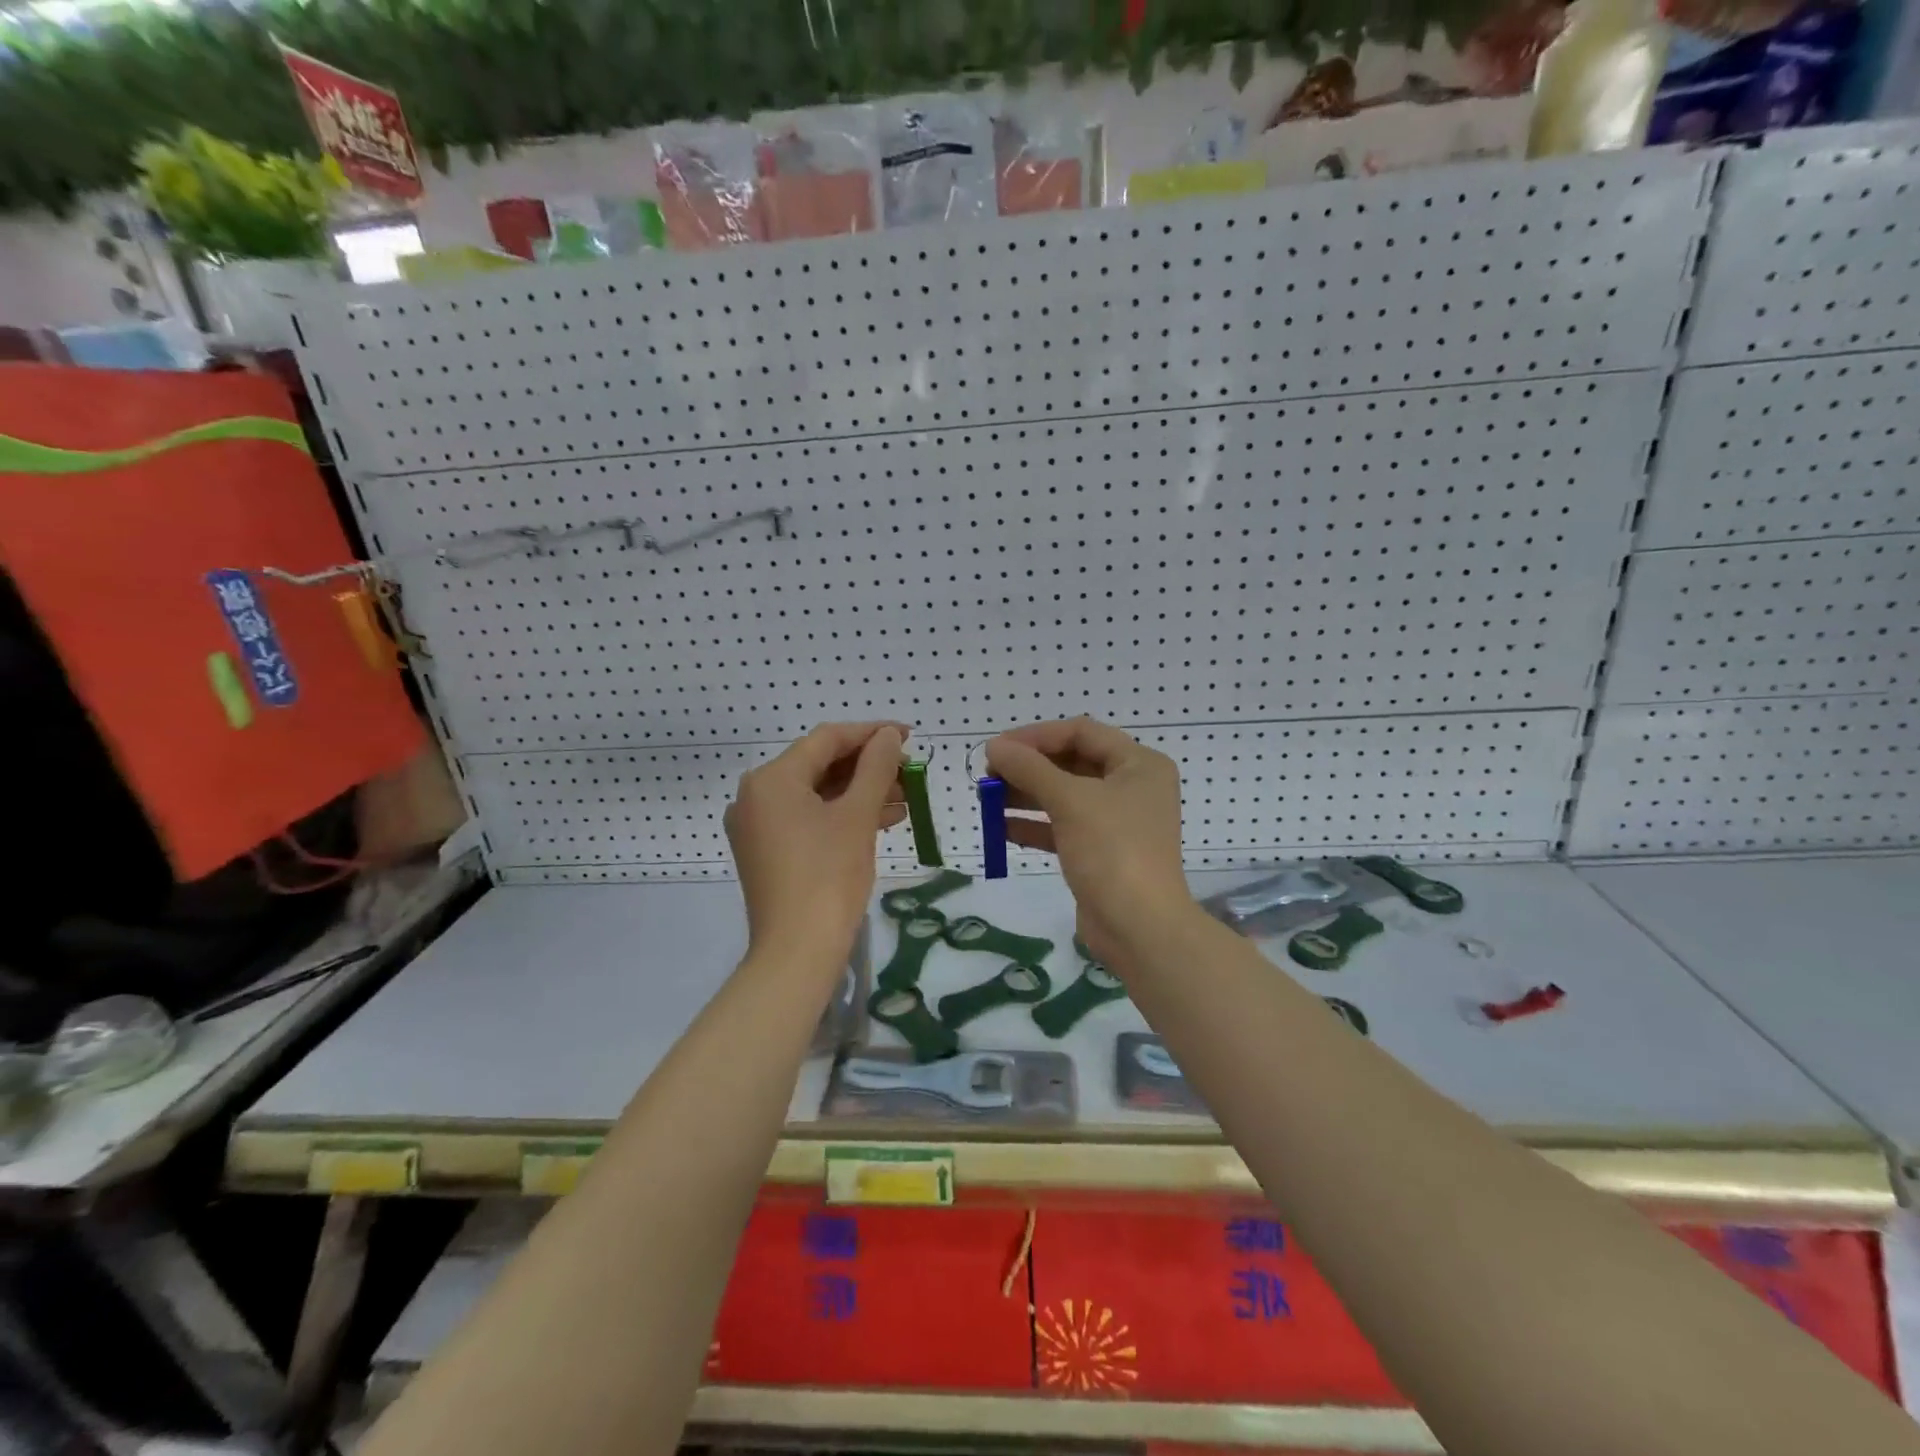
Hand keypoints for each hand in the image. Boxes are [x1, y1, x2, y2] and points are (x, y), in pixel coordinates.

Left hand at [725, 722, 907, 970]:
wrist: (797, 953)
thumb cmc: (829, 876)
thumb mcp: (858, 815)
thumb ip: (876, 767)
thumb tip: (887, 735)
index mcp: (771, 779)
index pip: (826, 740)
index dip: (871, 734)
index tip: (908, 735)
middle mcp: (756, 796)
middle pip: (819, 765)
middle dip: (868, 766)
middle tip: (909, 771)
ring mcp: (758, 826)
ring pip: (817, 794)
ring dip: (860, 792)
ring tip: (906, 796)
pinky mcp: (768, 852)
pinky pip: (809, 819)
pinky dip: (843, 815)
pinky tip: (883, 819)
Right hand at [984, 717, 1196, 965]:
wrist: (1139, 929)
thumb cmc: (1112, 851)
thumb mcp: (1070, 801)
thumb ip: (1030, 769)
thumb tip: (993, 747)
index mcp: (1138, 764)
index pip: (1081, 732)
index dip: (1036, 736)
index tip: (997, 748)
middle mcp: (1131, 787)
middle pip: (1071, 762)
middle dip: (1028, 767)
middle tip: (988, 775)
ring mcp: (1116, 821)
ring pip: (1064, 796)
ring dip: (1025, 795)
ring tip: (986, 799)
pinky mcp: (1100, 851)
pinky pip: (1062, 827)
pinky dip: (1033, 825)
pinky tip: (1000, 828)